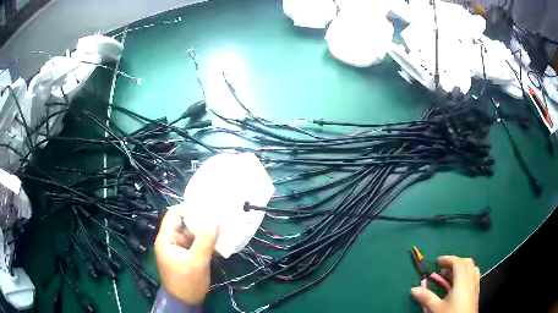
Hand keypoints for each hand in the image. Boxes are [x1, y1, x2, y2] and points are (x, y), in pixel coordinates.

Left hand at [155, 205, 218, 303]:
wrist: (185, 302)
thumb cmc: (187, 282)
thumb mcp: (197, 261)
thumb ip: (205, 240)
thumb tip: (216, 220)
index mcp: (166, 239)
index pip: (174, 214)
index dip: (189, 209)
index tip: (207, 209)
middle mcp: (170, 241)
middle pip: (183, 223)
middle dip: (199, 221)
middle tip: (218, 218)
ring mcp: (177, 249)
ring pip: (190, 234)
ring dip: (203, 232)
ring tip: (220, 229)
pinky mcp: (185, 256)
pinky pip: (194, 244)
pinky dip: (204, 242)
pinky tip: (216, 242)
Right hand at [411, 256, 479, 312]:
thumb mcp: (436, 308)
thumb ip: (426, 297)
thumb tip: (413, 289)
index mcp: (462, 280)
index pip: (457, 262)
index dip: (447, 259)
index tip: (436, 262)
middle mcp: (471, 279)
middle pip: (467, 262)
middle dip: (455, 262)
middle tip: (443, 269)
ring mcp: (475, 285)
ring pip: (472, 269)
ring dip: (462, 268)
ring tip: (451, 276)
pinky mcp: (476, 292)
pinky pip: (474, 277)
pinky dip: (467, 275)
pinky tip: (459, 286)